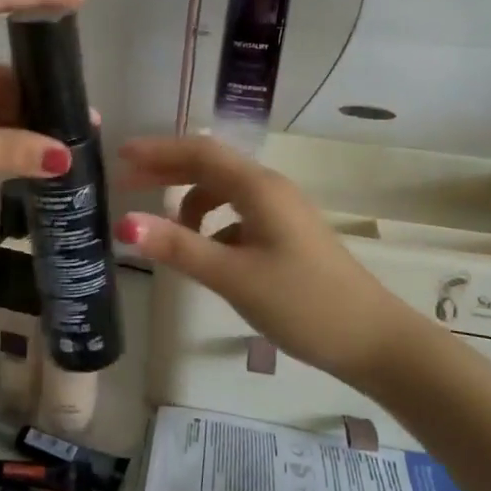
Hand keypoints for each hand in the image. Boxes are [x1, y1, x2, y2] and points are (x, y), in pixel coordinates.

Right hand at [114, 135, 413, 382]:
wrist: (371, 339)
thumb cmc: (302, 303)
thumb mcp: (233, 276)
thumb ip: (178, 247)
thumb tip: (123, 223)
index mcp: (258, 188)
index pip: (199, 153)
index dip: (157, 151)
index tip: (119, 157)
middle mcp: (269, 190)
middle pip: (209, 166)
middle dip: (166, 171)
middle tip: (124, 185)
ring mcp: (280, 212)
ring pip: (223, 192)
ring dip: (188, 202)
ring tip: (164, 232)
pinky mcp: (285, 235)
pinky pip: (236, 215)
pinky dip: (210, 225)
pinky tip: (204, 253)